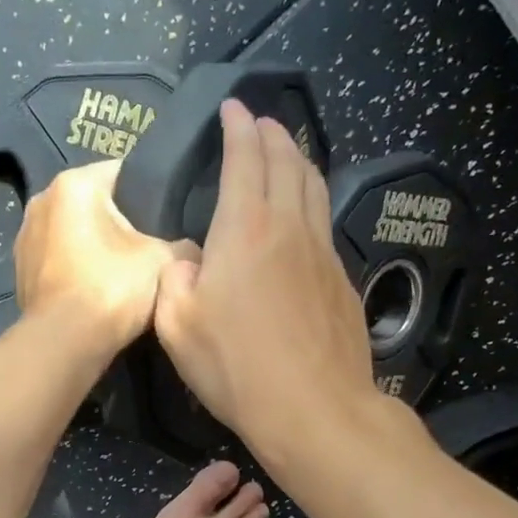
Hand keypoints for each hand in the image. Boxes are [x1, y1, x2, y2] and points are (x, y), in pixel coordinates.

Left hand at [14, 159, 176, 350]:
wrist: (64, 344)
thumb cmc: (112, 288)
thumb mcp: (165, 261)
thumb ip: (183, 245)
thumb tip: (189, 250)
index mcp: (73, 184)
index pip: (123, 172)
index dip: (150, 192)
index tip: (170, 215)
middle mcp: (41, 201)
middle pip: (95, 204)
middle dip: (121, 222)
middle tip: (152, 247)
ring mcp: (25, 238)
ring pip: (75, 234)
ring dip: (96, 249)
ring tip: (125, 273)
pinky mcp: (20, 273)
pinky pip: (59, 262)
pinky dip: (77, 272)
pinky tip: (98, 292)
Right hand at [153, 100, 376, 460]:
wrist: (314, 409)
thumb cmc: (236, 367)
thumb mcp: (178, 327)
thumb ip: (175, 281)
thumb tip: (188, 261)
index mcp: (245, 230)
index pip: (246, 158)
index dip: (238, 127)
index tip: (232, 107)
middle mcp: (290, 228)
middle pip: (288, 162)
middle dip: (273, 134)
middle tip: (261, 122)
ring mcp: (324, 254)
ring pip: (315, 189)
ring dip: (299, 162)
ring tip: (287, 154)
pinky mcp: (343, 282)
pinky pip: (325, 226)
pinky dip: (311, 204)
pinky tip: (304, 220)